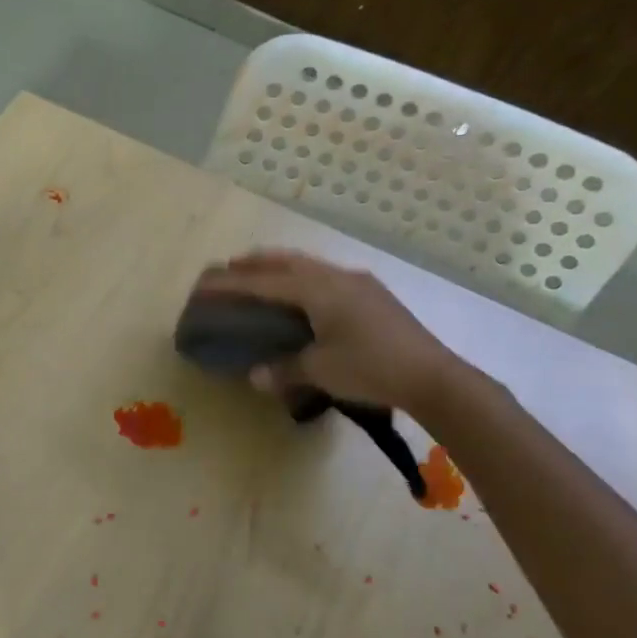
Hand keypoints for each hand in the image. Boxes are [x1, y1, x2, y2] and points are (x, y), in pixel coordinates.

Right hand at [193, 249, 464, 415]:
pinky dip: (302, 278)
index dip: (230, 283)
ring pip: (309, 265)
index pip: (263, 282)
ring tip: (261, 276)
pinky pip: (325, 276)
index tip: (204, 283)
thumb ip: (284, 369)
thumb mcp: (322, 371)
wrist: (432, 376)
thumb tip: (255, 375)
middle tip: (229, 268)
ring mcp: (358, 283)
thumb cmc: (370, 369)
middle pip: (286, 261)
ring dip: (280, 267)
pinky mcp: (372, 294)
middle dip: (255, 263)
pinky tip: (303, 294)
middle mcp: (336, 277)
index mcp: (318, 291)